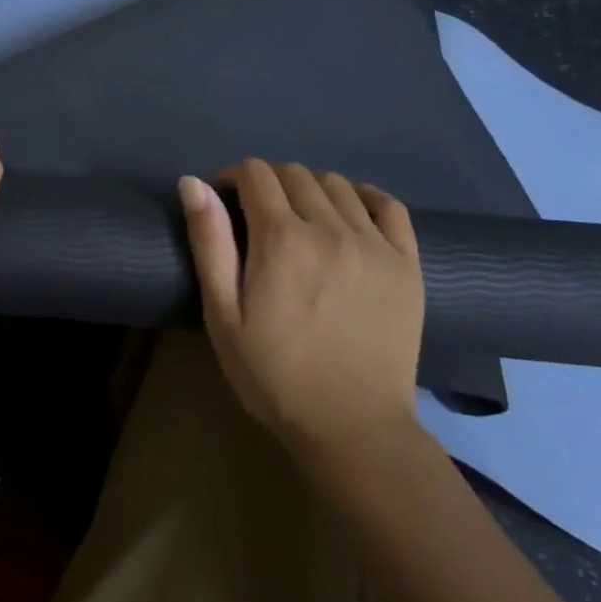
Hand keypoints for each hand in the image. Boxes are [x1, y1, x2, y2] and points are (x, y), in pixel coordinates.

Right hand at [179, 161, 423, 459]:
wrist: (353, 428)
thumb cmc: (274, 375)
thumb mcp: (223, 315)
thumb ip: (209, 243)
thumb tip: (193, 183)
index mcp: (281, 239)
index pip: (256, 173)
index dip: (234, 177)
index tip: (225, 202)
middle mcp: (330, 228)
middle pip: (294, 173)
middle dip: (268, 182)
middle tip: (258, 216)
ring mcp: (375, 244)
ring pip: (336, 183)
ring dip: (310, 188)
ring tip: (301, 219)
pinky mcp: (407, 263)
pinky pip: (388, 205)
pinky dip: (364, 197)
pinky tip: (350, 213)